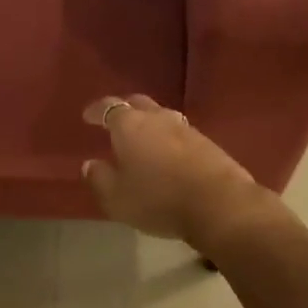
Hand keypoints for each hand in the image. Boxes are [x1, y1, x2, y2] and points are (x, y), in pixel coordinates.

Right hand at [80, 94, 278, 247]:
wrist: (219, 204)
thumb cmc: (159, 199)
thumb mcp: (117, 198)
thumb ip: (100, 179)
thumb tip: (90, 164)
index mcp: (130, 125)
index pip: (109, 107)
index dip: (97, 110)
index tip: (88, 116)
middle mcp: (158, 118)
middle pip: (138, 104)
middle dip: (124, 109)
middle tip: (115, 121)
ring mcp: (186, 128)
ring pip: (162, 117)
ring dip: (149, 124)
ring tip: (142, 138)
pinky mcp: (207, 143)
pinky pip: (180, 133)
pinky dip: (168, 139)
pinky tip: (168, 154)